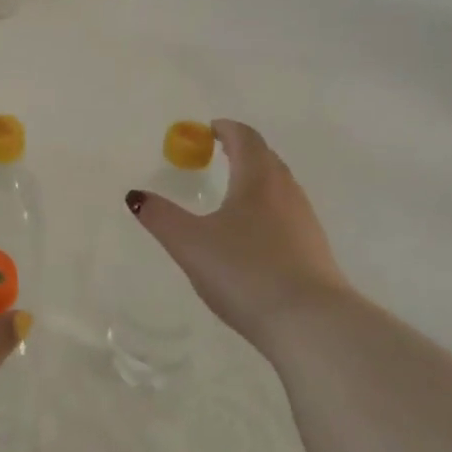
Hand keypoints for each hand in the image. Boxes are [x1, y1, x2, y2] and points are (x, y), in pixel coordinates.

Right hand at [127, 119, 353, 352]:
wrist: (309, 322)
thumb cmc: (245, 271)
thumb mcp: (190, 244)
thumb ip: (161, 217)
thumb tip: (136, 196)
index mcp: (257, 180)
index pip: (246, 138)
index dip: (227, 129)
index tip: (210, 129)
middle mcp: (286, 191)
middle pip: (267, 158)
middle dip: (244, 150)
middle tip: (221, 154)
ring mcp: (305, 221)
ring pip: (281, 185)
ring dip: (259, 178)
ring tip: (236, 191)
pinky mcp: (315, 249)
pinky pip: (289, 213)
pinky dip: (270, 207)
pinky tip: (256, 234)